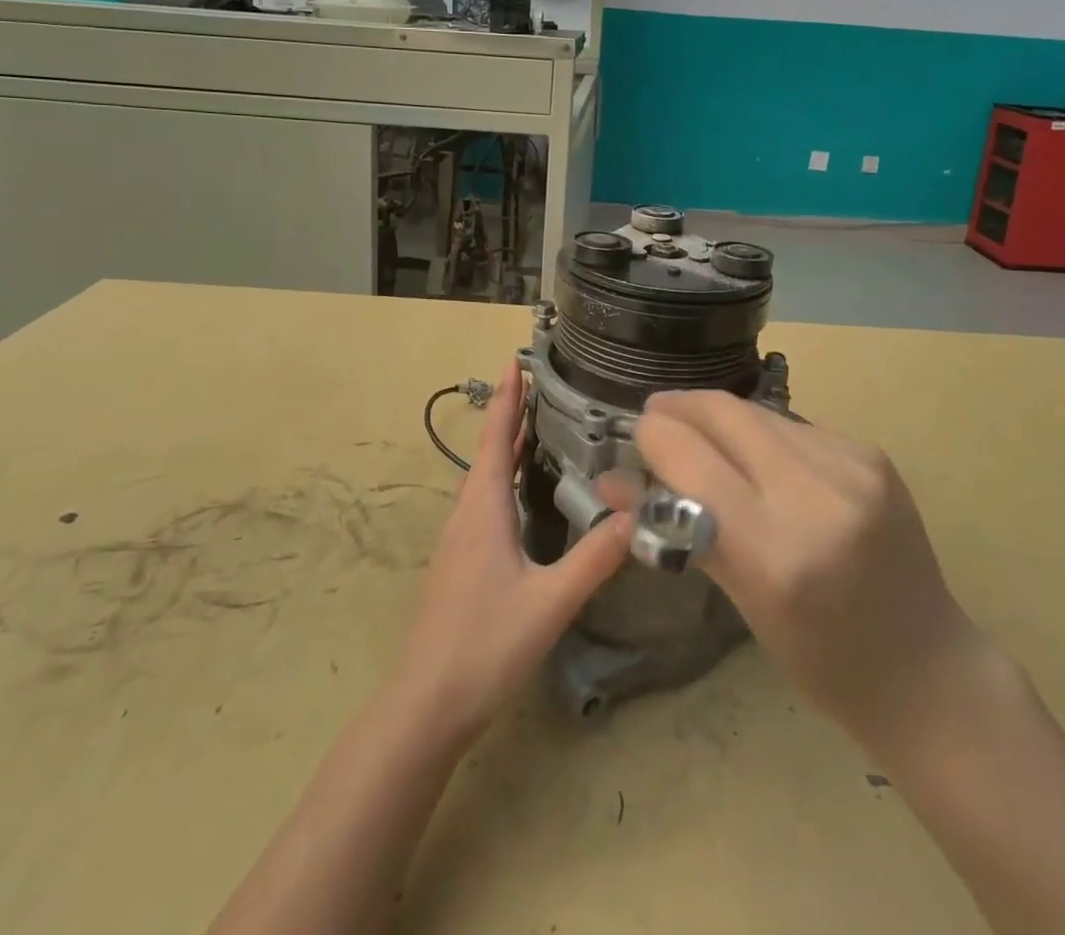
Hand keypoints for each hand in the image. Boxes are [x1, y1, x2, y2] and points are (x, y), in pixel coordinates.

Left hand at [393, 362, 634, 747]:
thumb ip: (593, 561)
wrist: (426, 703)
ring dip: (504, 447)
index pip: (494, 438)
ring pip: (484, 478)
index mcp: (483, 510)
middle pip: (488, 451)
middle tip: (539, 386)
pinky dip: (502, 478)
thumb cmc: (484, 644)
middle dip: (510, 416)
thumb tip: (637, 518)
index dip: (506, 399)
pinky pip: (483, 501)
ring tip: (535, 429)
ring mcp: (459, 539)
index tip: (515, 361)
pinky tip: (521, 495)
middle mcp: (467, 514)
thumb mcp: (549, 603)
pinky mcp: (459, 562)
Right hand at [634, 392, 989, 755]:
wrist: (926, 669)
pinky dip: (763, 433)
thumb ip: (676, 527)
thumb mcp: (741, 600)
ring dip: (721, 418)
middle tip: (656, 418)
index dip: (653, 436)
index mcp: (775, 553)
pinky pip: (794, 426)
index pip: (689, 458)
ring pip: (758, 413)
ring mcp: (853, 467)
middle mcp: (817, 496)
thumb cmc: (820, 658)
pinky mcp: (873, 453)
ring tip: (702, 436)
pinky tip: (758, 455)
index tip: (636, 436)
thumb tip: (614, 480)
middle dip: (681, 408)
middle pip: (724, 413)